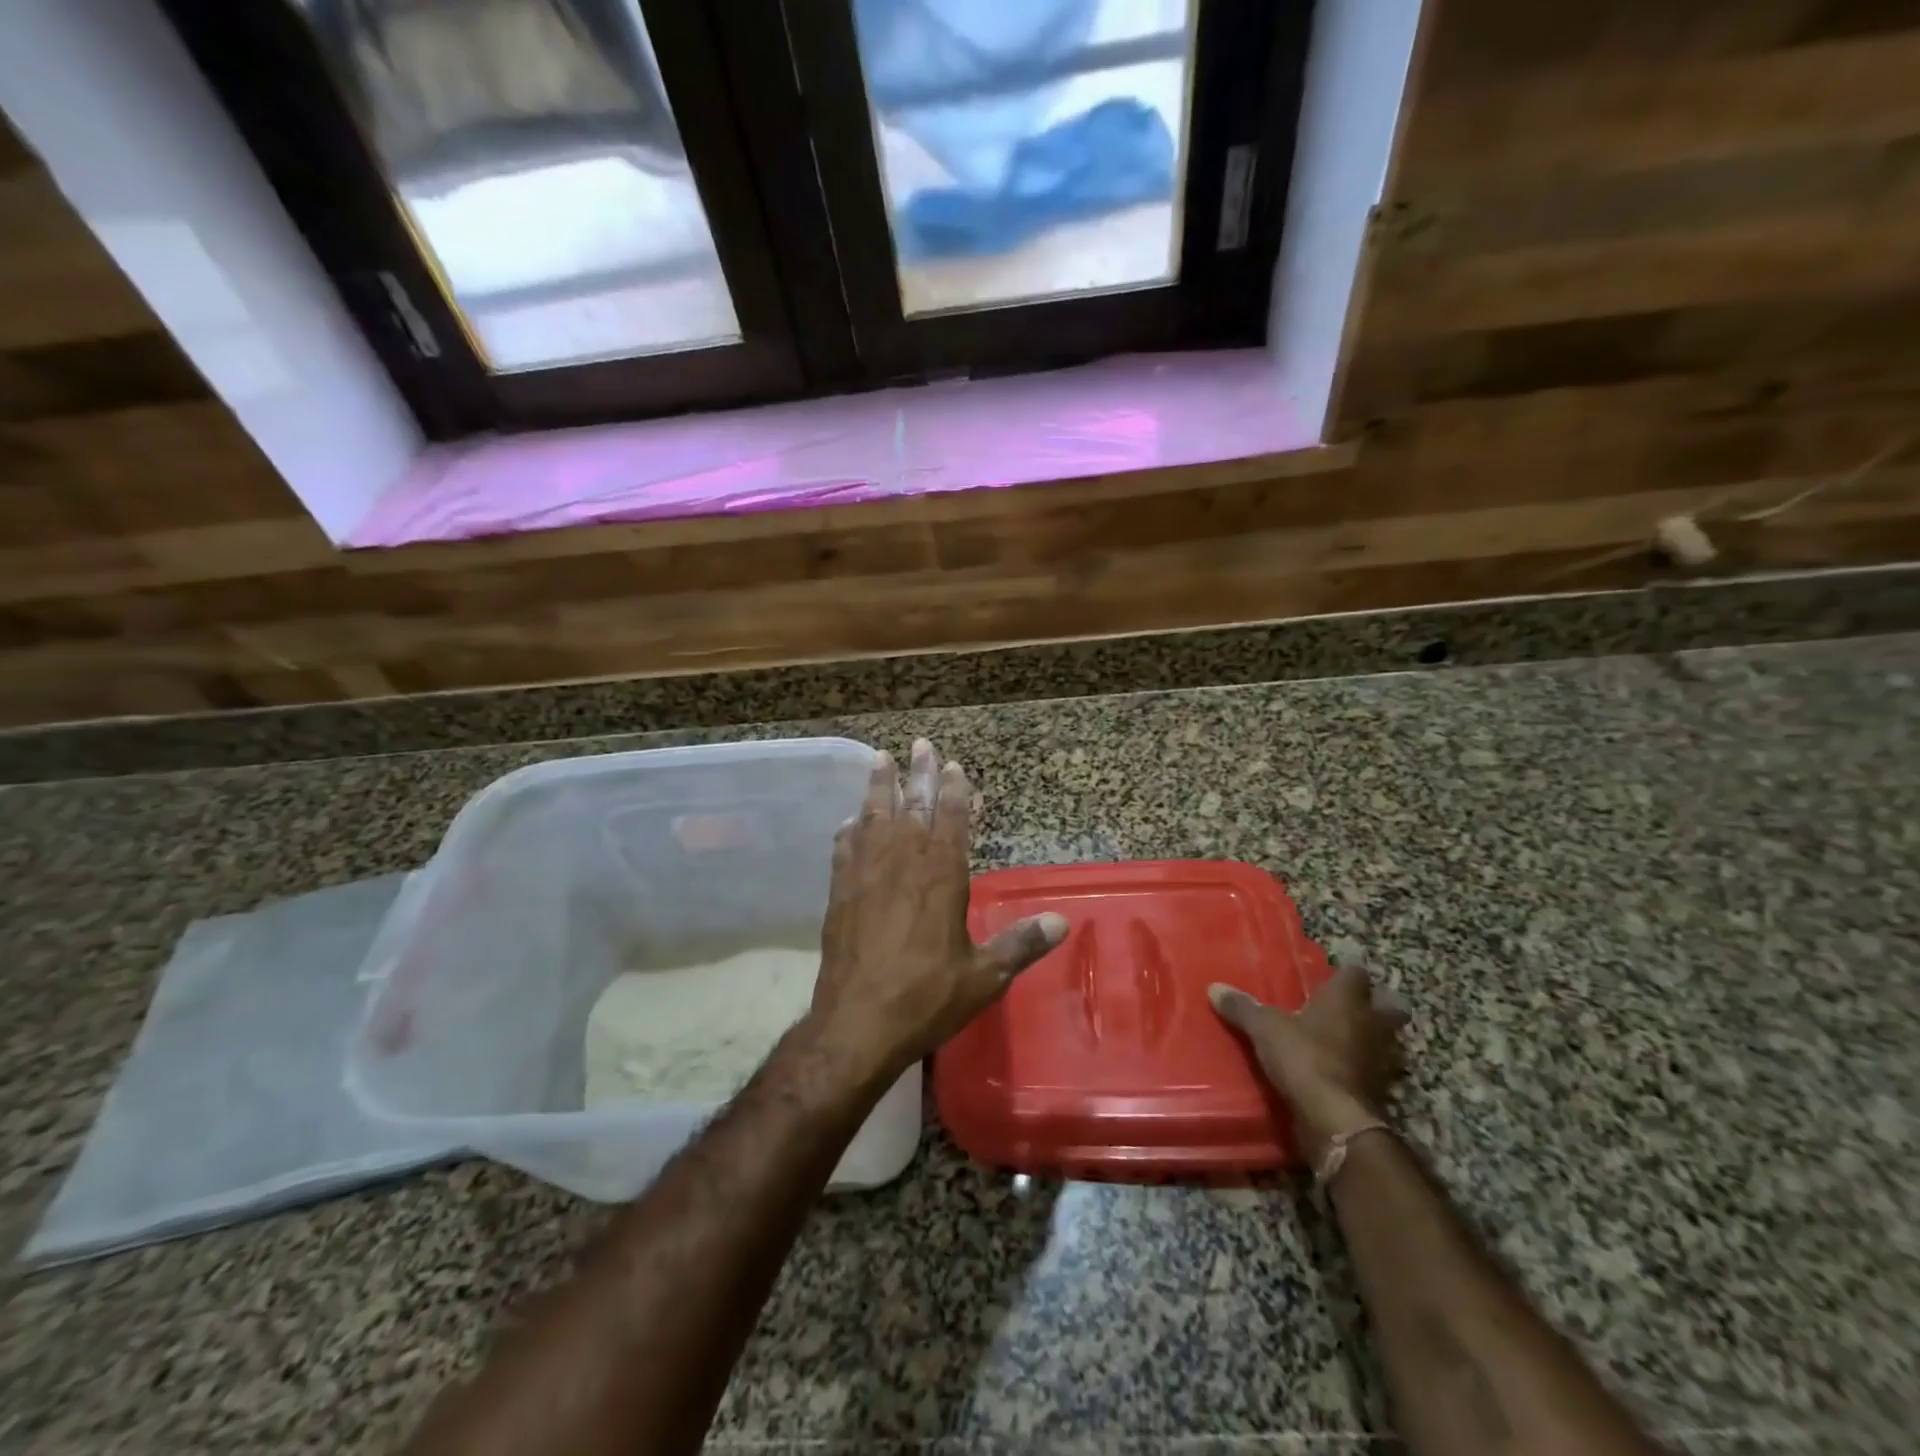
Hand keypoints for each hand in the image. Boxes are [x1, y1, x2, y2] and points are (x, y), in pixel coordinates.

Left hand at [806, 739, 1067, 1082]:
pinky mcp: (840, 894)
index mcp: (941, 877)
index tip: (953, 765)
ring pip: (874, 819)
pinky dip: (850, 830)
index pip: (950, 820)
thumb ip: (1021, 944)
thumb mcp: (984, 977)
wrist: (857, 1024)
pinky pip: (844, 850)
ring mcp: (866, 876)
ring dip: (879, 788)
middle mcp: (902, 865)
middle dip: (919, 774)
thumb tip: (1062, 921)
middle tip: (920, 744)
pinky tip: (850, 821)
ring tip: (881, 759)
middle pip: (912, 807)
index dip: (954, 791)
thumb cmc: (926, 998)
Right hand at [1209, 966, 1408, 1164]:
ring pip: (1388, 1039)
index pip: (1355, 973)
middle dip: (1378, 1003)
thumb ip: (1242, 1007)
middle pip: (1391, 1005)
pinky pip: (1377, 1070)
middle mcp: (1371, 1023)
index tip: (1331, 976)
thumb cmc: (1303, 1057)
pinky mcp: (1380, 1089)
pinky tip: (1344, 1071)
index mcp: (1346, 1000)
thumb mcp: (1264, 1029)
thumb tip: (1215, 988)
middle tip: (1353, 1006)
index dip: (1345, 973)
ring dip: (1373, 1037)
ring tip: (1347, 1039)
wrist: (1334, 1118)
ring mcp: (1381, 1058)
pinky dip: (1365, 1068)